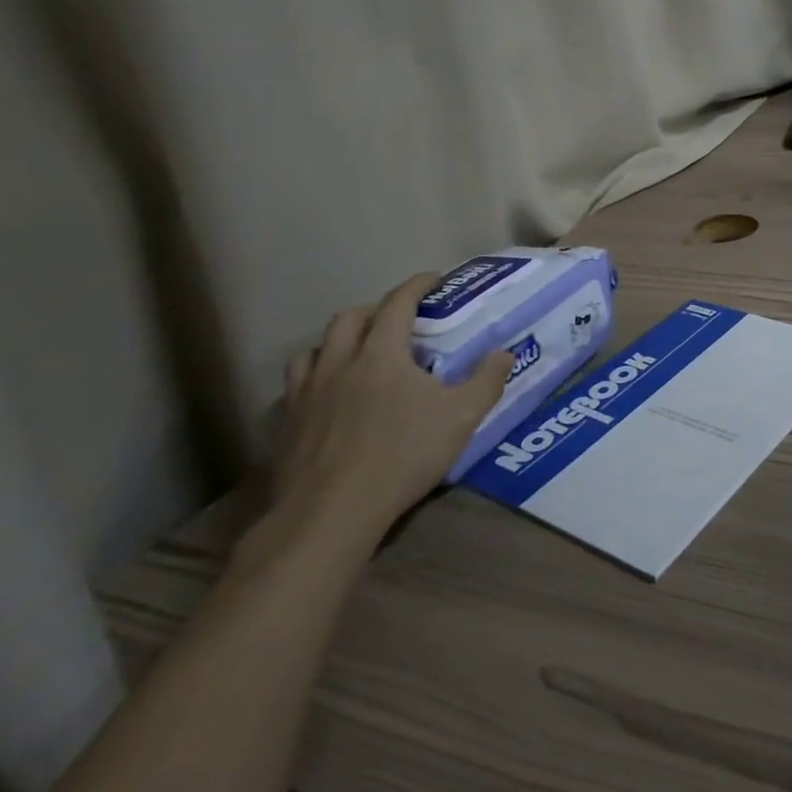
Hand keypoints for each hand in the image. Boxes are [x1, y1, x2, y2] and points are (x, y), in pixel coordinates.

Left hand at [273, 273, 510, 546]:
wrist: (331, 512)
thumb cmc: (402, 455)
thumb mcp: (460, 417)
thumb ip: (486, 380)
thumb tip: (504, 352)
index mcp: (381, 353)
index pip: (397, 303)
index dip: (416, 286)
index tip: (433, 279)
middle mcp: (339, 362)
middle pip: (350, 318)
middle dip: (375, 310)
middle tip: (398, 322)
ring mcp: (306, 393)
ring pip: (315, 349)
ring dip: (338, 342)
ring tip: (357, 355)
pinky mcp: (287, 424)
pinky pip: (297, 385)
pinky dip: (316, 378)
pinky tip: (329, 398)